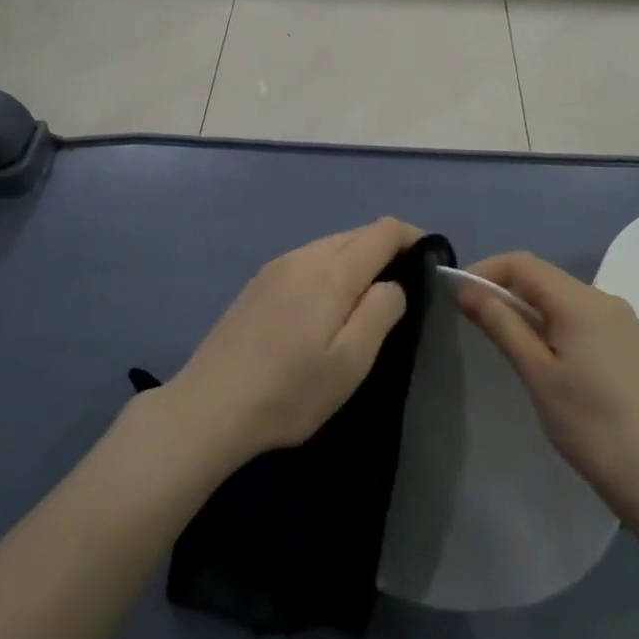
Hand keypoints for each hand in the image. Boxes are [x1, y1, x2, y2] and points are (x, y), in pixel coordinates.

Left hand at [169, 218, 424, 464]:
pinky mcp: (259, 282)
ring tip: (365, 301)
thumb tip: (392, 284)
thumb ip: (380, 312)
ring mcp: (277, 266)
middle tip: (403, 290)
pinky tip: (324, 307)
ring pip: (331, 245)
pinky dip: (330, 269)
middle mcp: (304, 255)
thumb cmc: (290, 391)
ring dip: (356, 261)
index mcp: (333, 270)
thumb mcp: (350, 361)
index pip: (383, 230)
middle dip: (386, 250)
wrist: (208, 408)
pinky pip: (308, 259)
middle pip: (357, 233)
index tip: (429, 263)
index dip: (412, 237)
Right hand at [456, 252, 638, 511]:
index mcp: (581, 301)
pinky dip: (551, 321)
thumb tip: (467, 290)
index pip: (523, 265)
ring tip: (503, 338)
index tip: (457, 296)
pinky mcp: (627, 341)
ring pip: (561, 296)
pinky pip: (579, 315)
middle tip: (474, 319)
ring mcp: (620, 319)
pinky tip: (542, 352)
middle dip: (504, 288)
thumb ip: (501, 324)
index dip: (486, 271)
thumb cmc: (589, 424)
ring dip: (527, 306)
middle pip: (543, 277)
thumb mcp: (536, 373)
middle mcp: (603, 298)